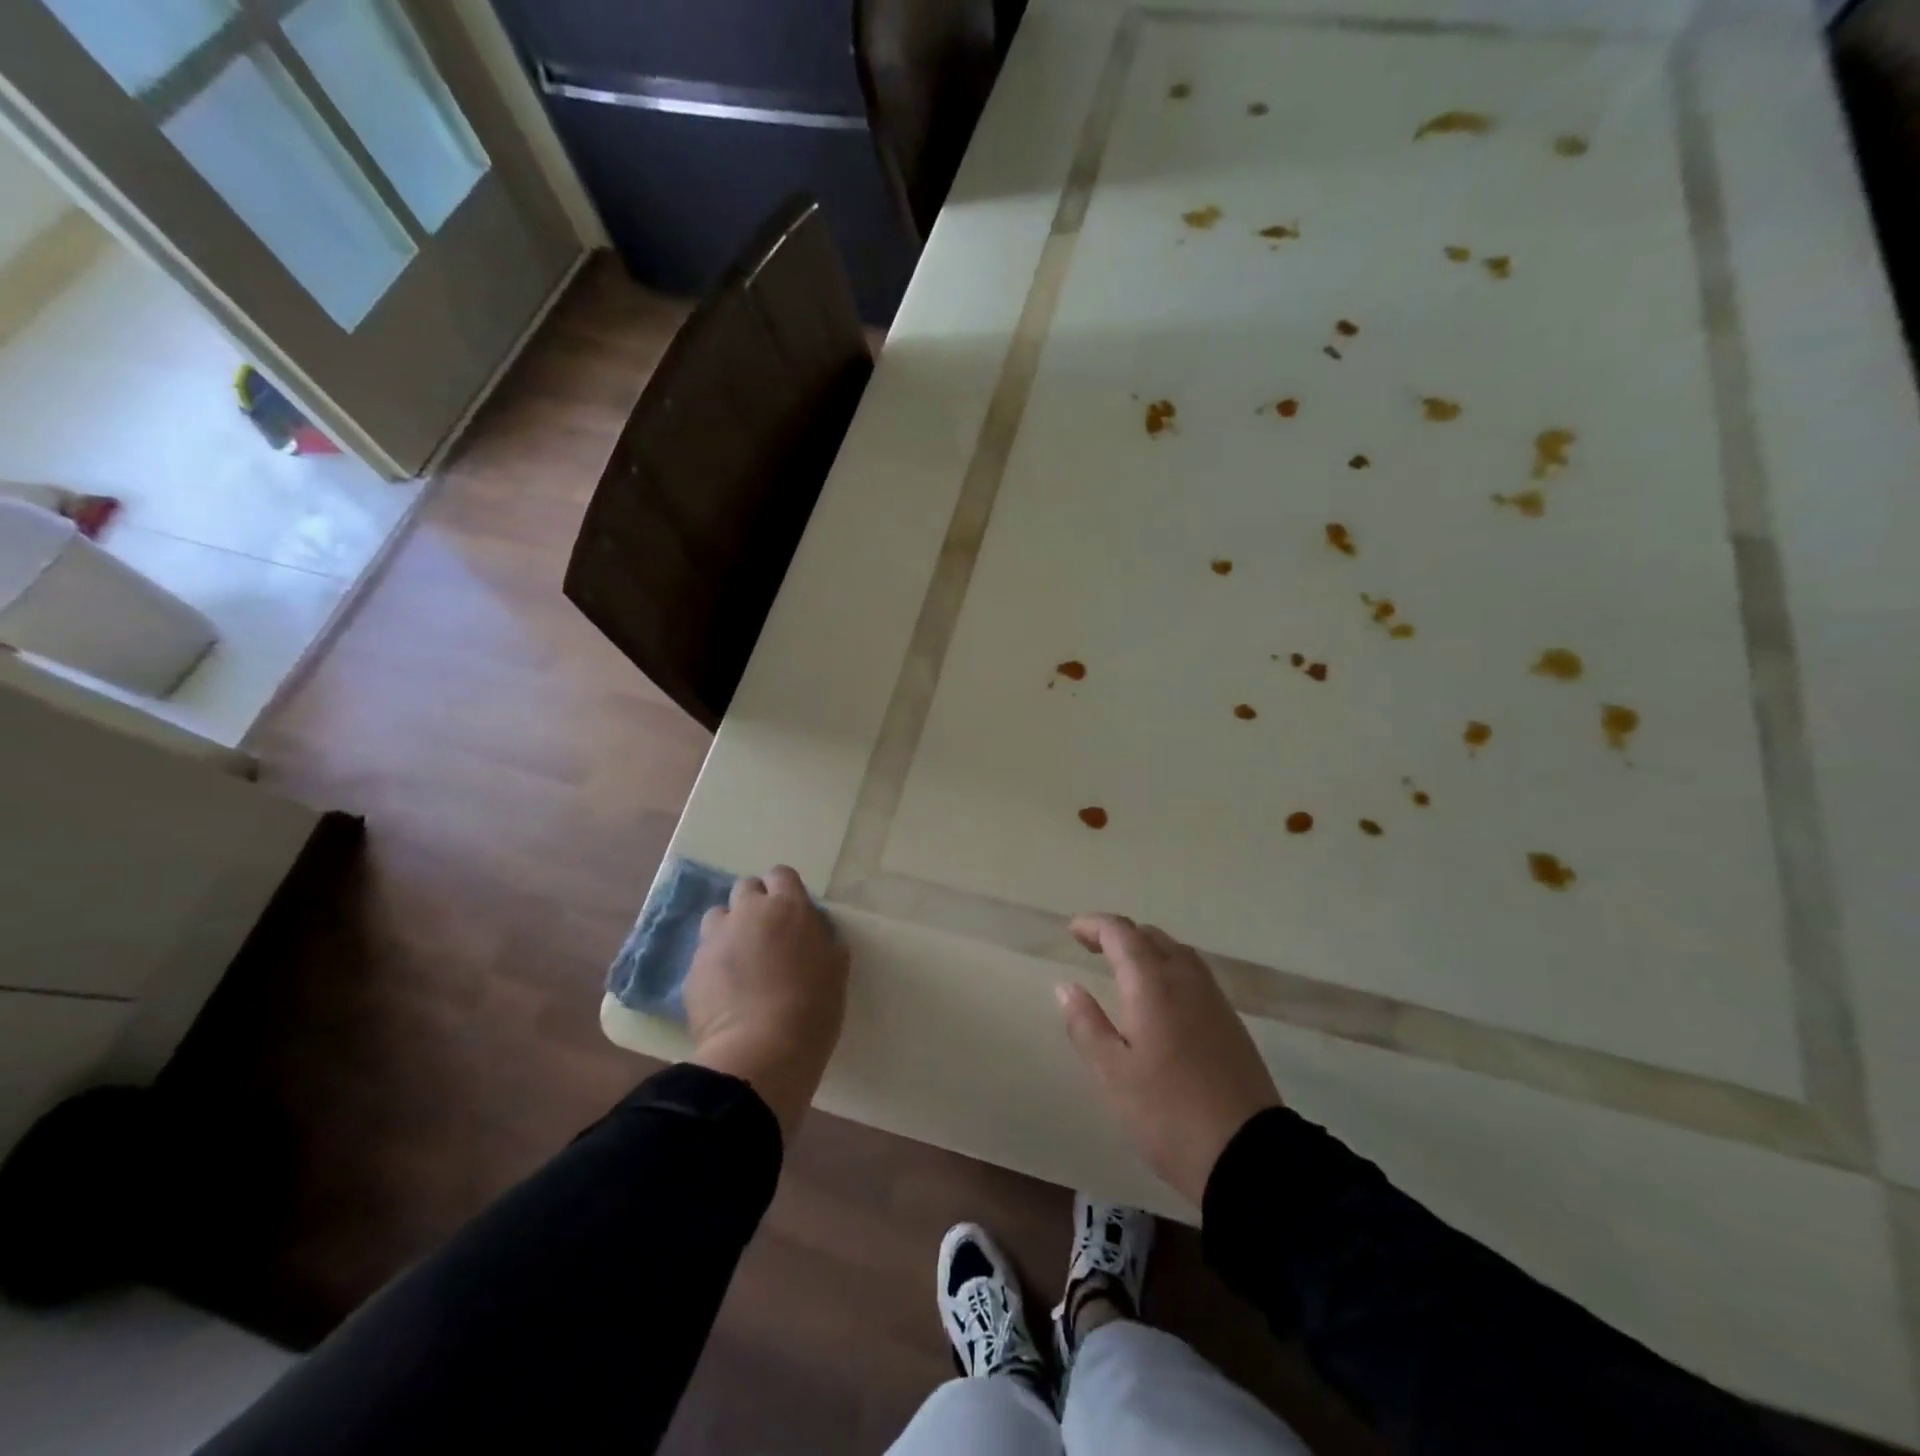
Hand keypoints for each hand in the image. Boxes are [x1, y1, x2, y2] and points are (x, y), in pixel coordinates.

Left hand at [685, 866, 848, 1138]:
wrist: (761, 1052)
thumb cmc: (812, 1009)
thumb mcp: (836, 971)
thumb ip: (824, 942)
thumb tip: (815, 935)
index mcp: (789, 907)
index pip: (781, 874)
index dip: (785, 890)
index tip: (792, 913)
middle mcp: (749, 913)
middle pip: (746, 888)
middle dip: (755, 905)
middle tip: (767, 935)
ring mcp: (716, 938)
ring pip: (718, 916)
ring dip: (730, 929)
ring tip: (741, 959)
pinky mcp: (693, 968)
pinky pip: (704, 953)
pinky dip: (715, 962)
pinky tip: (726, 989)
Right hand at [1058, 915, 1282, 1205]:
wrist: (1249, 1156)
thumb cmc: (1167, 1113)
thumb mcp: (1112, 1074)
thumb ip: (1085, 1024)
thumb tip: (1066, 987)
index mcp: (1153, 984)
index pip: (1121, 934)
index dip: (1094, 925)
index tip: (1072, 931)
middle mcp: (1186, 980)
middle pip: (1151, 937)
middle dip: (1119, 934)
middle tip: (1091, 947)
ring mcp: (1214, 1000)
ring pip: (1177, 953)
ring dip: (1146, 949)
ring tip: (1122, 967)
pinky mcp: (1230, 1023)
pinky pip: (1193, 975)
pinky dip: (1168, 968)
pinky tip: (1159, 997)